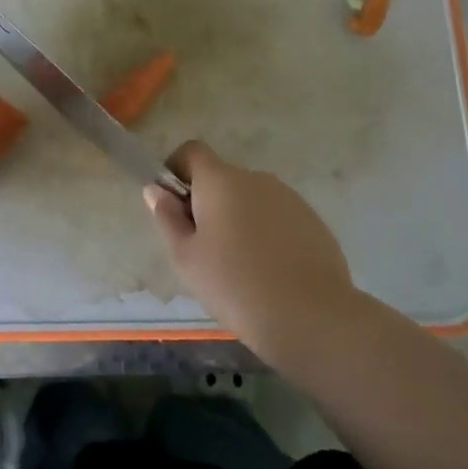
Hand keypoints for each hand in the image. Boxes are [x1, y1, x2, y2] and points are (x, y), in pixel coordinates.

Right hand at [144, 141, 357, 362]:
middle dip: (208, 204)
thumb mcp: (186, 258)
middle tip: (204, 249)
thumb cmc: (235, 285)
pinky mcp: (312, 220)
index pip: (192, 151)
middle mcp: (255, 177)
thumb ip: (168, 218)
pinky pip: (277, 217)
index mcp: (220, 180)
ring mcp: (288, 197)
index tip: (174, 206)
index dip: (177, 170)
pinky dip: (267, 233)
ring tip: (240, 267)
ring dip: (239, 219)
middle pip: (222, 179)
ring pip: (251, 199)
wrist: (311, 317)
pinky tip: (270, 271)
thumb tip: (156, 190)